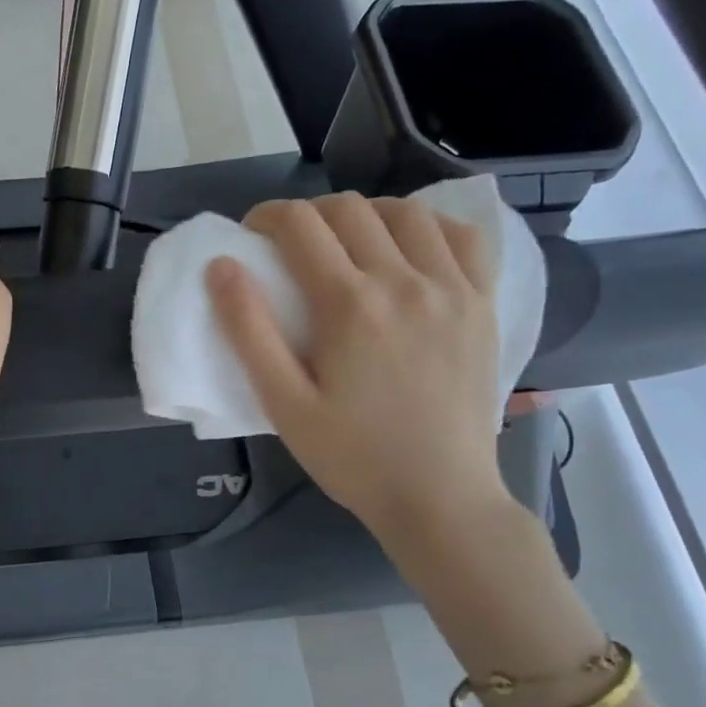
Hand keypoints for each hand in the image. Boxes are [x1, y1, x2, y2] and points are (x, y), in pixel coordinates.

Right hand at [205, 194, 511, 577]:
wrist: (440, 497)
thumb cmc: (352, 456)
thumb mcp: (283, 403)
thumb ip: (248, 331)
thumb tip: (221, 266)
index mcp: (350, 305)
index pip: (300, 225)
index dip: (267, 217)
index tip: (252, 236)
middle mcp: (404, 281)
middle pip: (350, 210)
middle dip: (309, 215)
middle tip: (291, 247)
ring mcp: (453, 289)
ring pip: (407, 213)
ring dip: (366, 214)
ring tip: (349, 243)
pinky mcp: (484, 304)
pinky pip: (465, 237)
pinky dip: (431, 227)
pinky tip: (411, 248)